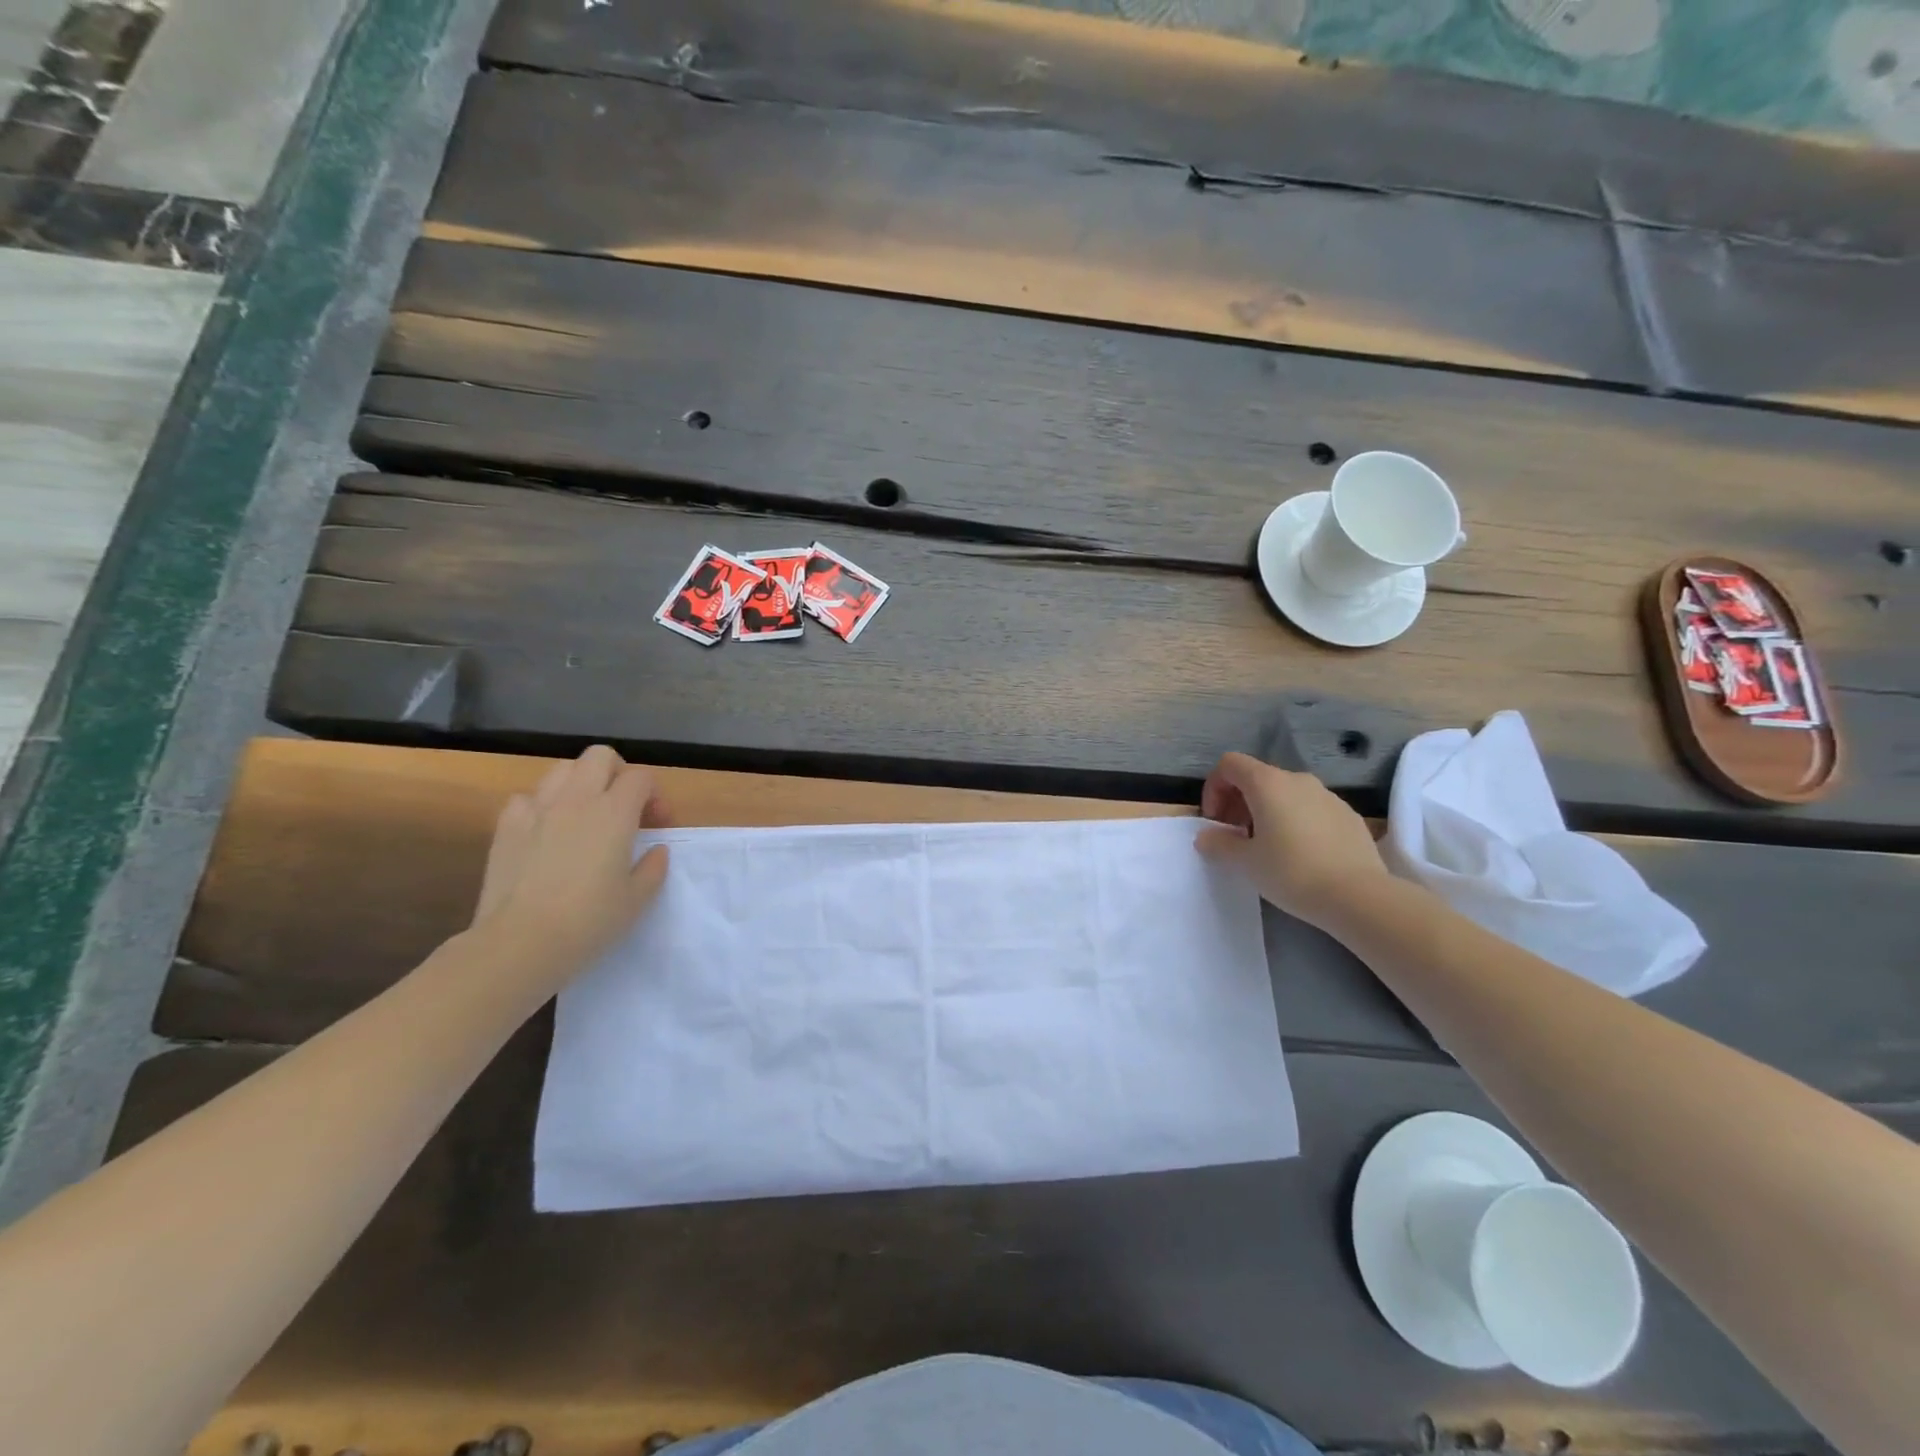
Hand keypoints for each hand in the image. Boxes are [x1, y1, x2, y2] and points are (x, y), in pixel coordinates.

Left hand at [472, 746, 671, 974]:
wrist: (520, 943)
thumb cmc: (589, 921)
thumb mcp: (638, 899)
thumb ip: (653, 867)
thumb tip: (656, 850)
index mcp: (614, 812)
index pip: (640, 777)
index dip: (654, 795)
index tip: (657, 825)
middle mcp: (576, 799)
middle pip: (600, 757)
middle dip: (618, 773)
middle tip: (623, 808)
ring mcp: (537, 809)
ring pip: (562, 769)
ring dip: (580, 783)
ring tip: (585, 815)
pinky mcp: (505, 826)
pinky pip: (527, 797)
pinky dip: (541, 805)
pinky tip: (546, 831)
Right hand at [1195, 752, 1388, 927]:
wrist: (1359, 896)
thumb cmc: (1292, 872)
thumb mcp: (1245, 862)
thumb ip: (1218, 843)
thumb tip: (1206, 836)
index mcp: (1268, 783)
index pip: (1230, 764)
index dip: (1214, 788)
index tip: (1215, 820)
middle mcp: (1298, 780)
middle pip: (1257, 778)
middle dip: (1239, 803)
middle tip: (1235, 837)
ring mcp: (1328, 796)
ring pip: (1286, 794)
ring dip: (1267, 812)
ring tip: (1267, 848)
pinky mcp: (1348, 815)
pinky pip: (1311, 809)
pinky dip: (1295, 822)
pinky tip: (1300, 855)